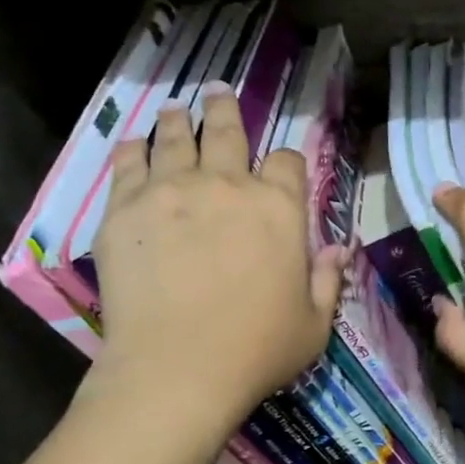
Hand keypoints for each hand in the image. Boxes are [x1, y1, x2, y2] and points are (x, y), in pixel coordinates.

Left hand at [82, 87, 347, 431]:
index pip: (287, 161)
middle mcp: (227, 185)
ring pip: (175, 138)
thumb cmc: (257, 349)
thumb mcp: (314, 323)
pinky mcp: (125, 209)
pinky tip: (134, 143)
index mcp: (279, 208)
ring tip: (175, 111)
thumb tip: (339, 249)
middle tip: (216, 93)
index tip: (278, 167)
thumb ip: (328, 279)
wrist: (177, 369)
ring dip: (178, 122)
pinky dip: (133, 149)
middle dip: (224, 110)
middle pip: (226, 131)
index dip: (286, 161)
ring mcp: (172, 192)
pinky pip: (128, 163)